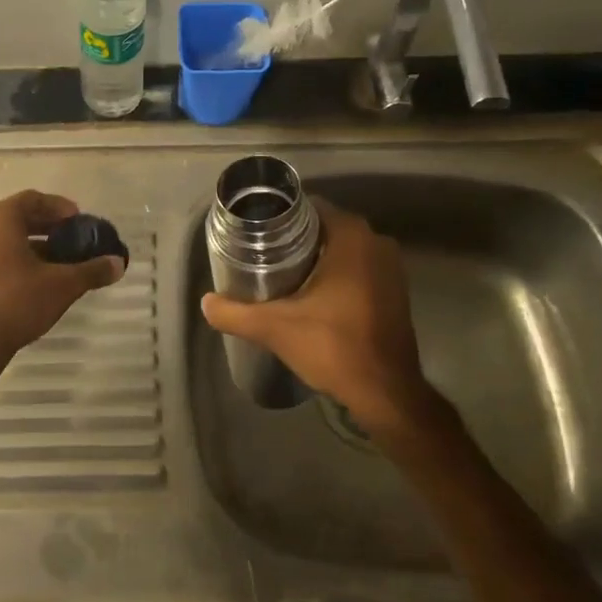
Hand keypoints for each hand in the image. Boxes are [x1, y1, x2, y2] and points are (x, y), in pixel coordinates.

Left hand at [0, 191, 124, 366]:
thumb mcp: (63, 285)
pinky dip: (20, 254)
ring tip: (62, 256)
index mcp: (0, 220)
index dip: (58, 206)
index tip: (78, 220)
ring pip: (8, 235)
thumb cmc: (19, 302)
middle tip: (74, 236)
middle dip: (49, 224)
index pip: (32, 199)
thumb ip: (92, 270)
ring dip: (35, 241)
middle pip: (19, 215)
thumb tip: (118, 263)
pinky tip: (41, 274)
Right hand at [200, 197, 441, 438]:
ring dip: (315, 257)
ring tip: (279, 272)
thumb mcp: (274, 328)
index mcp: (352, 237)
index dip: (279, 217)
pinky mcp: (395, 290)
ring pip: (342, 249)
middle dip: (293, 238)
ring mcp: (391, 267)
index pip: (308, 207)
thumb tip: (206, 302)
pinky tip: (310, 293)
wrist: (385, 393)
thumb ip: (235, 313)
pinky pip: (358, 268)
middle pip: (324, 227)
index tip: (255, 232)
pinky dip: (335, 274)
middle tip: (260, 254)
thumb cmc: (334, 347)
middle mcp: (376, 242)